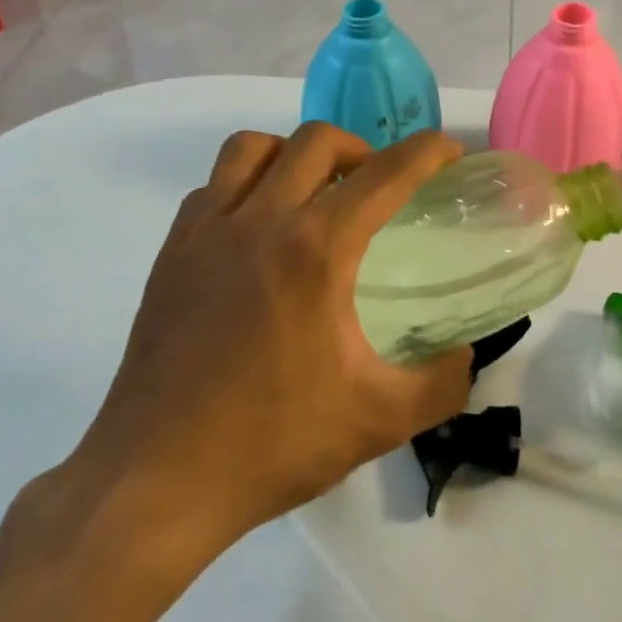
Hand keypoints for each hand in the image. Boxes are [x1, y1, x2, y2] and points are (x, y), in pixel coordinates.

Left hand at [58, 124, 472, 555]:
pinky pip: (214, 185)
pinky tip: (258, 229)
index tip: (449, 151)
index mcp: (315, 250)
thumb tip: (464, 353)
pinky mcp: (171, 251)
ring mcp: (206, 231)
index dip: (427, 152)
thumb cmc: (272, 444)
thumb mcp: (380, 420)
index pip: (385, 175)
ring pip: (254, 148)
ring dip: (295, 154)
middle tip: (379, 187)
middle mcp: (259, 220)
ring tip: (314, 193)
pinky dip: (246, 184)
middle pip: (318, 140)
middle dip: (362, 149)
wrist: (157, 480)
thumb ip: (442, 382)